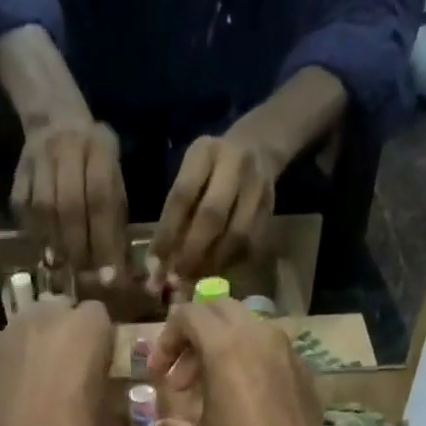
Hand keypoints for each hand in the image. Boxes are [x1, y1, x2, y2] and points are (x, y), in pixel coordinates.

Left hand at [0, 299, 125, 425]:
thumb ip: (121, 407)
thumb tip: (120, 403)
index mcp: (84, 330)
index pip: (101, 317)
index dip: (104, 343)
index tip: (104, 372)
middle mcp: (43, 319)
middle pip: (62, 313)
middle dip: (70, 336)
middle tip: (75, 376)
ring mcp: (6, 336)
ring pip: (31, 327)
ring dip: (41, 347)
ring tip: (45, 386)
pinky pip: (7, 350)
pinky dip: (15, 364)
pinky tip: (18, 397)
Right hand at [12, 116, 127, 275]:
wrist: (55, 117)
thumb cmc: (93, 159)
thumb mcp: (113, 174)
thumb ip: (115, 214)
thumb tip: (115, 266)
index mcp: (98, 149)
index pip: (102, 200)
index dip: (105, 242)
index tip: (109, 277)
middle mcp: (66, 149)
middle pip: (70, 206)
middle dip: (78, 247)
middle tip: (83, 275)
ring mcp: (38, 159)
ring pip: (44, 209)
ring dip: (55, 244)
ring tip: (63, 267)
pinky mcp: (18, 172)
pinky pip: (23, 209)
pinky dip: (34, 234)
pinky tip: (44, 250)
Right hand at [147, 299, 347, 425]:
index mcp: (228, 351)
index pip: (190, 315)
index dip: (166, 340)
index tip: (157, 376)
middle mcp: (261, 340)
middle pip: (220, 311)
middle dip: (193, 338)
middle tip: (178, 379)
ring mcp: (288, 356)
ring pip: (246, 330)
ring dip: (219, 350)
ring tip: (204, 394)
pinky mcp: (303, 377)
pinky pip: (267, 352)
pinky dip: (245, 364)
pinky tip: (236, 405)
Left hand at [148, 131, 279, 287]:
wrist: (257, 147)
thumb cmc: (210, 170)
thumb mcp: (189, 176)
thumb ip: (175, 214)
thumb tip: (158, 266)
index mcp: (205, 152)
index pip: (182, 195)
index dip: (167, 233)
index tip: (155, 263)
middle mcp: (236, 163)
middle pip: (212, 215)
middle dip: (192, 251)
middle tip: (178, 277)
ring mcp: (258, 185)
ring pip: (236, 234)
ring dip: (213, 262)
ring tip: (196, 277)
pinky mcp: (271, 208)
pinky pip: (250, 245)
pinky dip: (230, 263)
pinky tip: (215, 269)